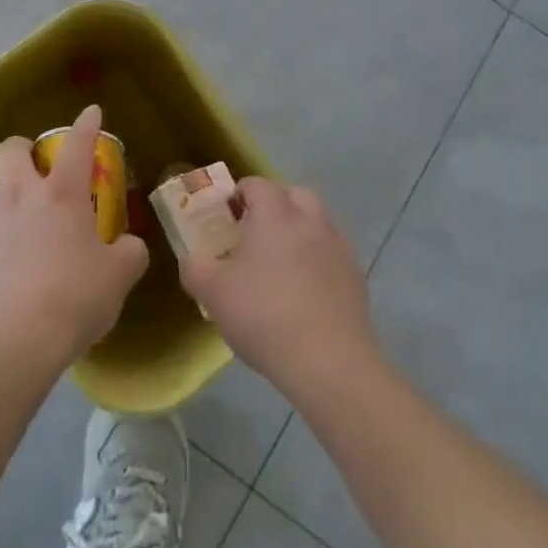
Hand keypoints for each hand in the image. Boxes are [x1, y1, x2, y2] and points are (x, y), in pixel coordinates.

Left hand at [0, 105, 149, 375]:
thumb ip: (129, 253)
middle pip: (12, 149)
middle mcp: (22, 196)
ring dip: (11, 194)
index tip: (91, 112)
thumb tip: (128, 246)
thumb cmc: (74, 298)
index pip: (77, 143)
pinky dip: (2, 233)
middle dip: (24, 149)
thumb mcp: (118, 277)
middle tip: (41, 168)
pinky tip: (16, 261)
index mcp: (62, 193)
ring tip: (28, 221)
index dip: (86, 124)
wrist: (12, 343)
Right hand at [180, 177, 380, 398]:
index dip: (238, 195)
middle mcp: (310, 219)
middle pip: (293, 195)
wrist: (328, 362)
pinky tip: (305, 290)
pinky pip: (332, 253)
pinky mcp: (355, 276)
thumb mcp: (212, 292)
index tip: (225, 217)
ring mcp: (338, 246)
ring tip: (280, 262)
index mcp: (275, 213)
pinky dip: (318, 259)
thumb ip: (194, 267)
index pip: (256, 184)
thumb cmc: (263, 315)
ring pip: (318, 222)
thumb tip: (192, 259)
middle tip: (254, 234)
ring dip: (300, 230)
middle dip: (275, 206)